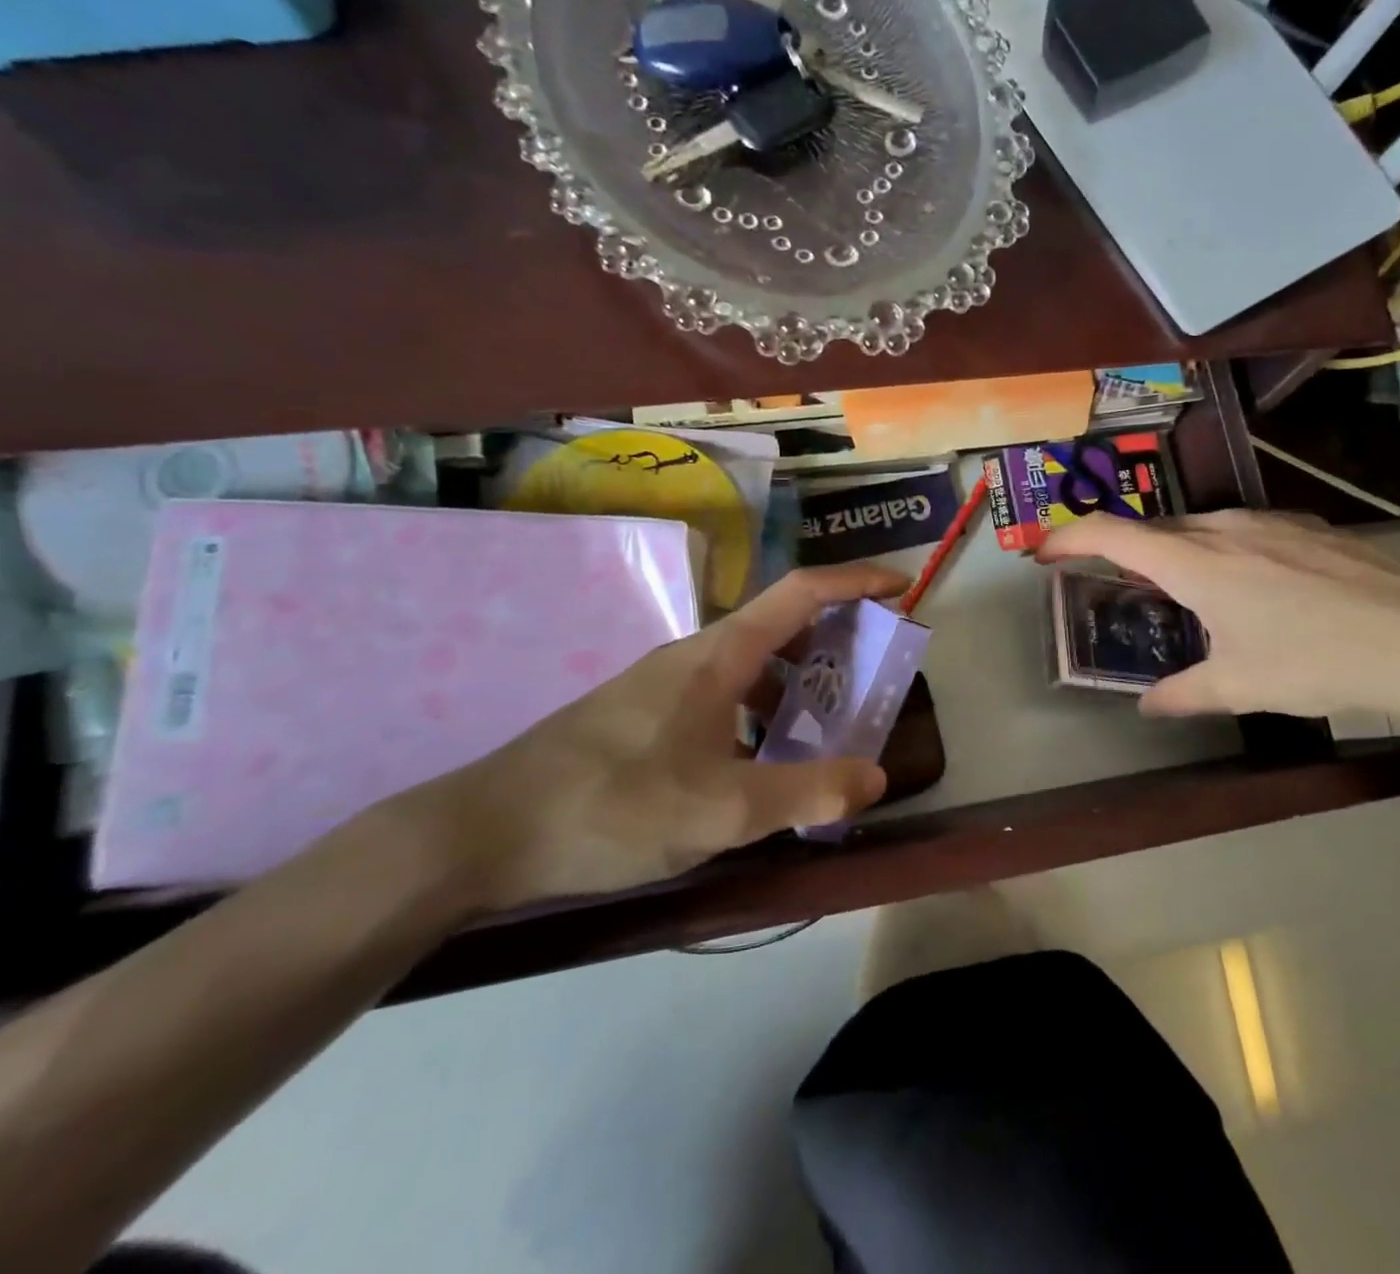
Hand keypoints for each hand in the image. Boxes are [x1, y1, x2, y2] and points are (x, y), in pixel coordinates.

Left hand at [395, 562, 910, 913]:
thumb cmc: (611, 807)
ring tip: (827, 727)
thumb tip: (875, 777)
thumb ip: (806, 792)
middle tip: (874, 676)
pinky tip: (760, 763)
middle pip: (782, 624)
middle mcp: (694, 655)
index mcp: (719, 656)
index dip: (856, 582)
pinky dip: (761, 713)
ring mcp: (664, 683)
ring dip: (797, 683)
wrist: (482, 832)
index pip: (801, 592)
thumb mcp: (722, 810)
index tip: (901, 587)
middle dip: (837, 640)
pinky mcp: (644, 714)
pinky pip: (724, 695)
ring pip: (751, 665)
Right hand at [1038, 510, 1399, 725]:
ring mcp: (1269, 523)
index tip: (1043, 553)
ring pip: (1200, 529)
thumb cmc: (1316, 659)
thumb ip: (1184, 694)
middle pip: (1154, 530)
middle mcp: (1224, 528)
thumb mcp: (1240, 687)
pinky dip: (1219, 552)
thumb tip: (1149, 706)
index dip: (1069, 540)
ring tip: (1177, 590)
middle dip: (1121, 551)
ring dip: (1173, 553)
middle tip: (1108, 582)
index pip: (1112, 535)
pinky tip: (1247, 588)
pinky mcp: (1307, 529)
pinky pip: (1242, 533)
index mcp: (1194, 561)